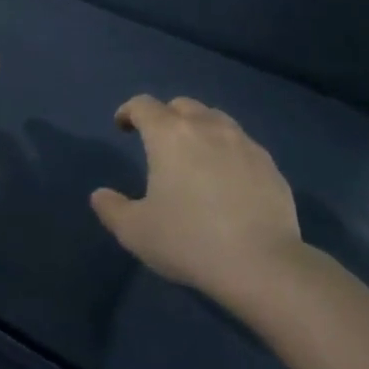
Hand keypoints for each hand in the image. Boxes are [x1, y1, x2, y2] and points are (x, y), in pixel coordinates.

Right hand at [92, 95, 302, 302]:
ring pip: (215, 119)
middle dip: (166, 116)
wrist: (262, 264)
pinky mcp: (268, 163)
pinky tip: (227, 179)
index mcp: (170, 135)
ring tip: (194, 155)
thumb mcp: (136, 232)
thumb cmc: (189, 241)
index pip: (143, 105)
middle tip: (158, 142)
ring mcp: (243, 142)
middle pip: (182, 105)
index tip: (122, 126)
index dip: (129, 111)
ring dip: (199, 128)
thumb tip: (100, 195)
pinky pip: (241, 144)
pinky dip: (227, 151)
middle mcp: (207, 126)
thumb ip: (112, 209)